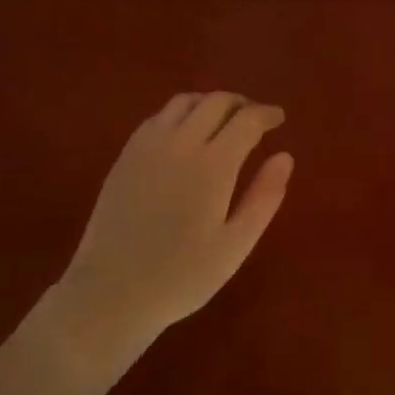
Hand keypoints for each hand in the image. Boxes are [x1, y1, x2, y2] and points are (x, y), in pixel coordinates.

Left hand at [50, 92, 293, 356]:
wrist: (110, 293)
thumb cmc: (182, 276)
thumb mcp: (235, 245)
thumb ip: (264, 197)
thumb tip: (285, 156)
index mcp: (213, 165)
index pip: (246, 120)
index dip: (267, 114)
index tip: (279, 118)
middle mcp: (180, 143)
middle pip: (216, 102)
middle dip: (242, 103)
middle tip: (256, 118)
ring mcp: (148, 146)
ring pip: (185, 102)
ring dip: (210, 103)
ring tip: (223, 121)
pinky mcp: (126, 155)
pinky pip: (159, 116)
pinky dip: (182, 112)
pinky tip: (186, 133)